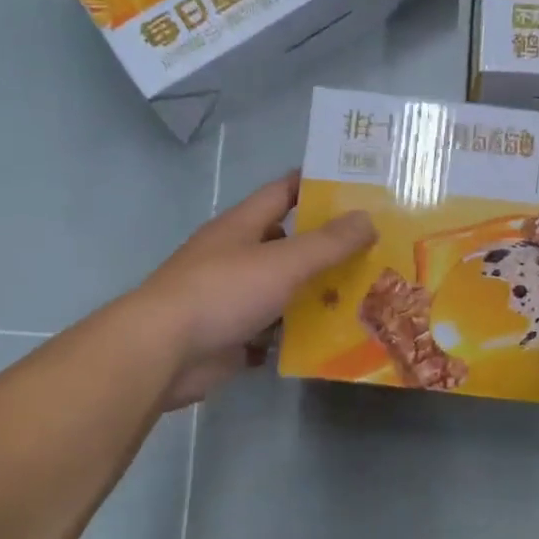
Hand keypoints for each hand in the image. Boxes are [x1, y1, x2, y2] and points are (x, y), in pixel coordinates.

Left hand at [141, 172, 375, 407]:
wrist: (164, 352)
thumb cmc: (222, 292)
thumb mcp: (283, 262)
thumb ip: (327, 243)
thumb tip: (368, 218)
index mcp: (242, 226)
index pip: (282, 192)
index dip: (315, 186)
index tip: (356, 188)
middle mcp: (236, 256)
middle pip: (287, 244)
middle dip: (326, 247)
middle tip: (374, 250)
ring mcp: (233, 298)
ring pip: (283, 290)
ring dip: (316, 294)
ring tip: (364, 296)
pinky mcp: (233, 336)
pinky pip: (274, 331)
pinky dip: (298, 334)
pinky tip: (332, 340)